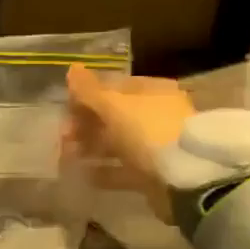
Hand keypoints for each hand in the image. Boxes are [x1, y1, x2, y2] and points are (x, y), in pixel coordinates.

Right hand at [65, 64, 195, 220]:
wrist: (186, 179)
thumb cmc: (149, 132)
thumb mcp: (116, 106)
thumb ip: (90, 91)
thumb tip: (72, 68)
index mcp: (153, 91)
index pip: (114, 87)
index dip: (87, 96)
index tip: (65, 111)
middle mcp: (157, 115)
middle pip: (114, 117)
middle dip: (86, 126)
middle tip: (63, 138)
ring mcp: (157, 146)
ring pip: (117, 144)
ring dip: (91, 149)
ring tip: (67, 158)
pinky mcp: (155, 173)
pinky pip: (123, 170)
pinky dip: (104, 172)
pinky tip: (84, 176)